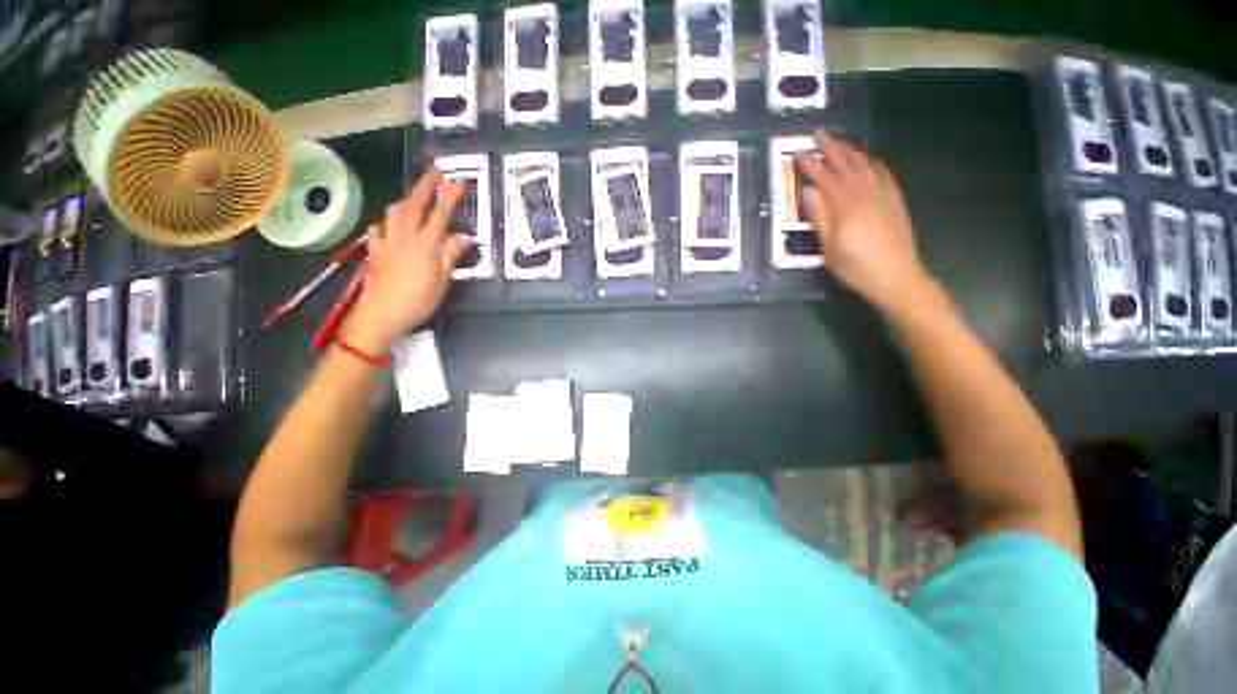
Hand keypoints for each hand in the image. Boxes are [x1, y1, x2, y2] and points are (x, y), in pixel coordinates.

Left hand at [343, 169, 470, 352]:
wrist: (380, 315)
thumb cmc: (417, 300)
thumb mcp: (442, 281)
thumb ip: (451, 255)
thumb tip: (465, 237)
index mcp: (424, 245)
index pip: (440, 215)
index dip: (450, 196)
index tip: (459, 179)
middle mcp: (404, 237)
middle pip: (415, 205)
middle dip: (425, 186)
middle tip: (434, 170)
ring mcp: (387, 243)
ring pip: (394, 213)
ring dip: (406, 200)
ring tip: (414, 195)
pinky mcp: (375, 252)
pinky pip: (379, 231)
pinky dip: (386, 224)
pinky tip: (388, 226)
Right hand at [794, 130, 934, 314]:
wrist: (896, 276)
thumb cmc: (855, 266)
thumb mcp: (829, 246)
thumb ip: (819, 216)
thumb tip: (807, 191)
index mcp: (845, 205)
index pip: (824, 178)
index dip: (810, 164)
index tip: (797, 152)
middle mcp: (865, 193)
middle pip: (846, 165)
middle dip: (831, 148)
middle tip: (820, 133)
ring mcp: (883, 195)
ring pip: (866, 165)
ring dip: (852, 151)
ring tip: (842, 140)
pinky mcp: (895, 201)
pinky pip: (884, 174)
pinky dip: (874, 163)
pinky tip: (869, 159)